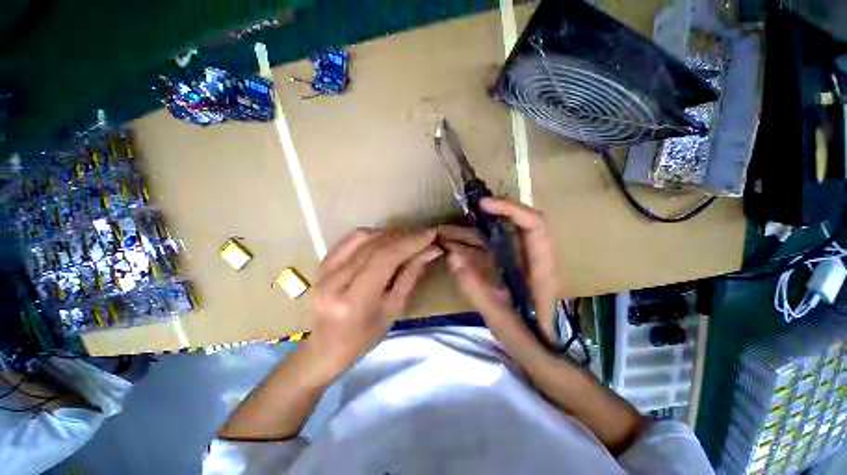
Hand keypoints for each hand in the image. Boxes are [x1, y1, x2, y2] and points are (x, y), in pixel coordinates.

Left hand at [307, 228, 441, 377]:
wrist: (326, 346)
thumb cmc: (364, 337)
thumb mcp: (394, 310)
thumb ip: (411, 275)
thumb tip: (430, 250)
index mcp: (354, 301)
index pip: (384, 259)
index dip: (410, 242)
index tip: (430, 233)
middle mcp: (334, 282)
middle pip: (374, 246)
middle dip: (403, 237)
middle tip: (423, 236)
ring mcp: (324, 271)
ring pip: (362, 237)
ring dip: (388, 234)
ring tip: (406, 239)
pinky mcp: (321, 263)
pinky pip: (350, 239)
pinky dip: (372, 235)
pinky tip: (385, 240)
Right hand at [438, 197, 558, 342]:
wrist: (536, 349)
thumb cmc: (526, 338)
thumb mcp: (501, 319)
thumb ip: (476, 289)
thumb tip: (452, 257)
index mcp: (540, 266)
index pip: (534, 224)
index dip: (510, 208)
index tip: (482, 205)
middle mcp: (529, 256)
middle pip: (512, 222)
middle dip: (484, 216)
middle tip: (459, 216)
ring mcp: (515, 260)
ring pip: (493, 236)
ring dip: (468, 233)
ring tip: (442, 235)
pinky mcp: (504, 266)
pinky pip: (485, 249)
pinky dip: (467, 247)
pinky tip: (450, 249)